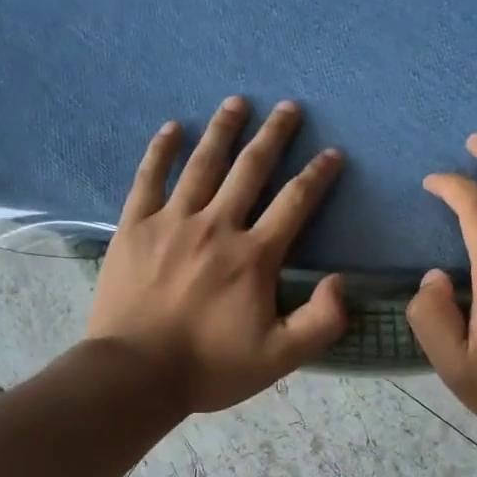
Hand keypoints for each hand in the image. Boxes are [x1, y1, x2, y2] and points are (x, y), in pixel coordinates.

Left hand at [86, 96, 347, 414]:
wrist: (135, 374)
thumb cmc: (209, 367)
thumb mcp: (280, 358)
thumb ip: (321, 321)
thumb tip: (341, 281)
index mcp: (253, 256)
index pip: (295, 203)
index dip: (317, 175)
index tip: (332, 154)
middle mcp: (217, 226)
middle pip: (250, 169)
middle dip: (274, 136)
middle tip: (289, 108)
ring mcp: (172, 222)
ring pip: (203, 164)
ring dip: (223, 130)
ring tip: (237, 102)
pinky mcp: (135, 227)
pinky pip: (149, 178)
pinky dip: (160, 151)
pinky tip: (171, 128)